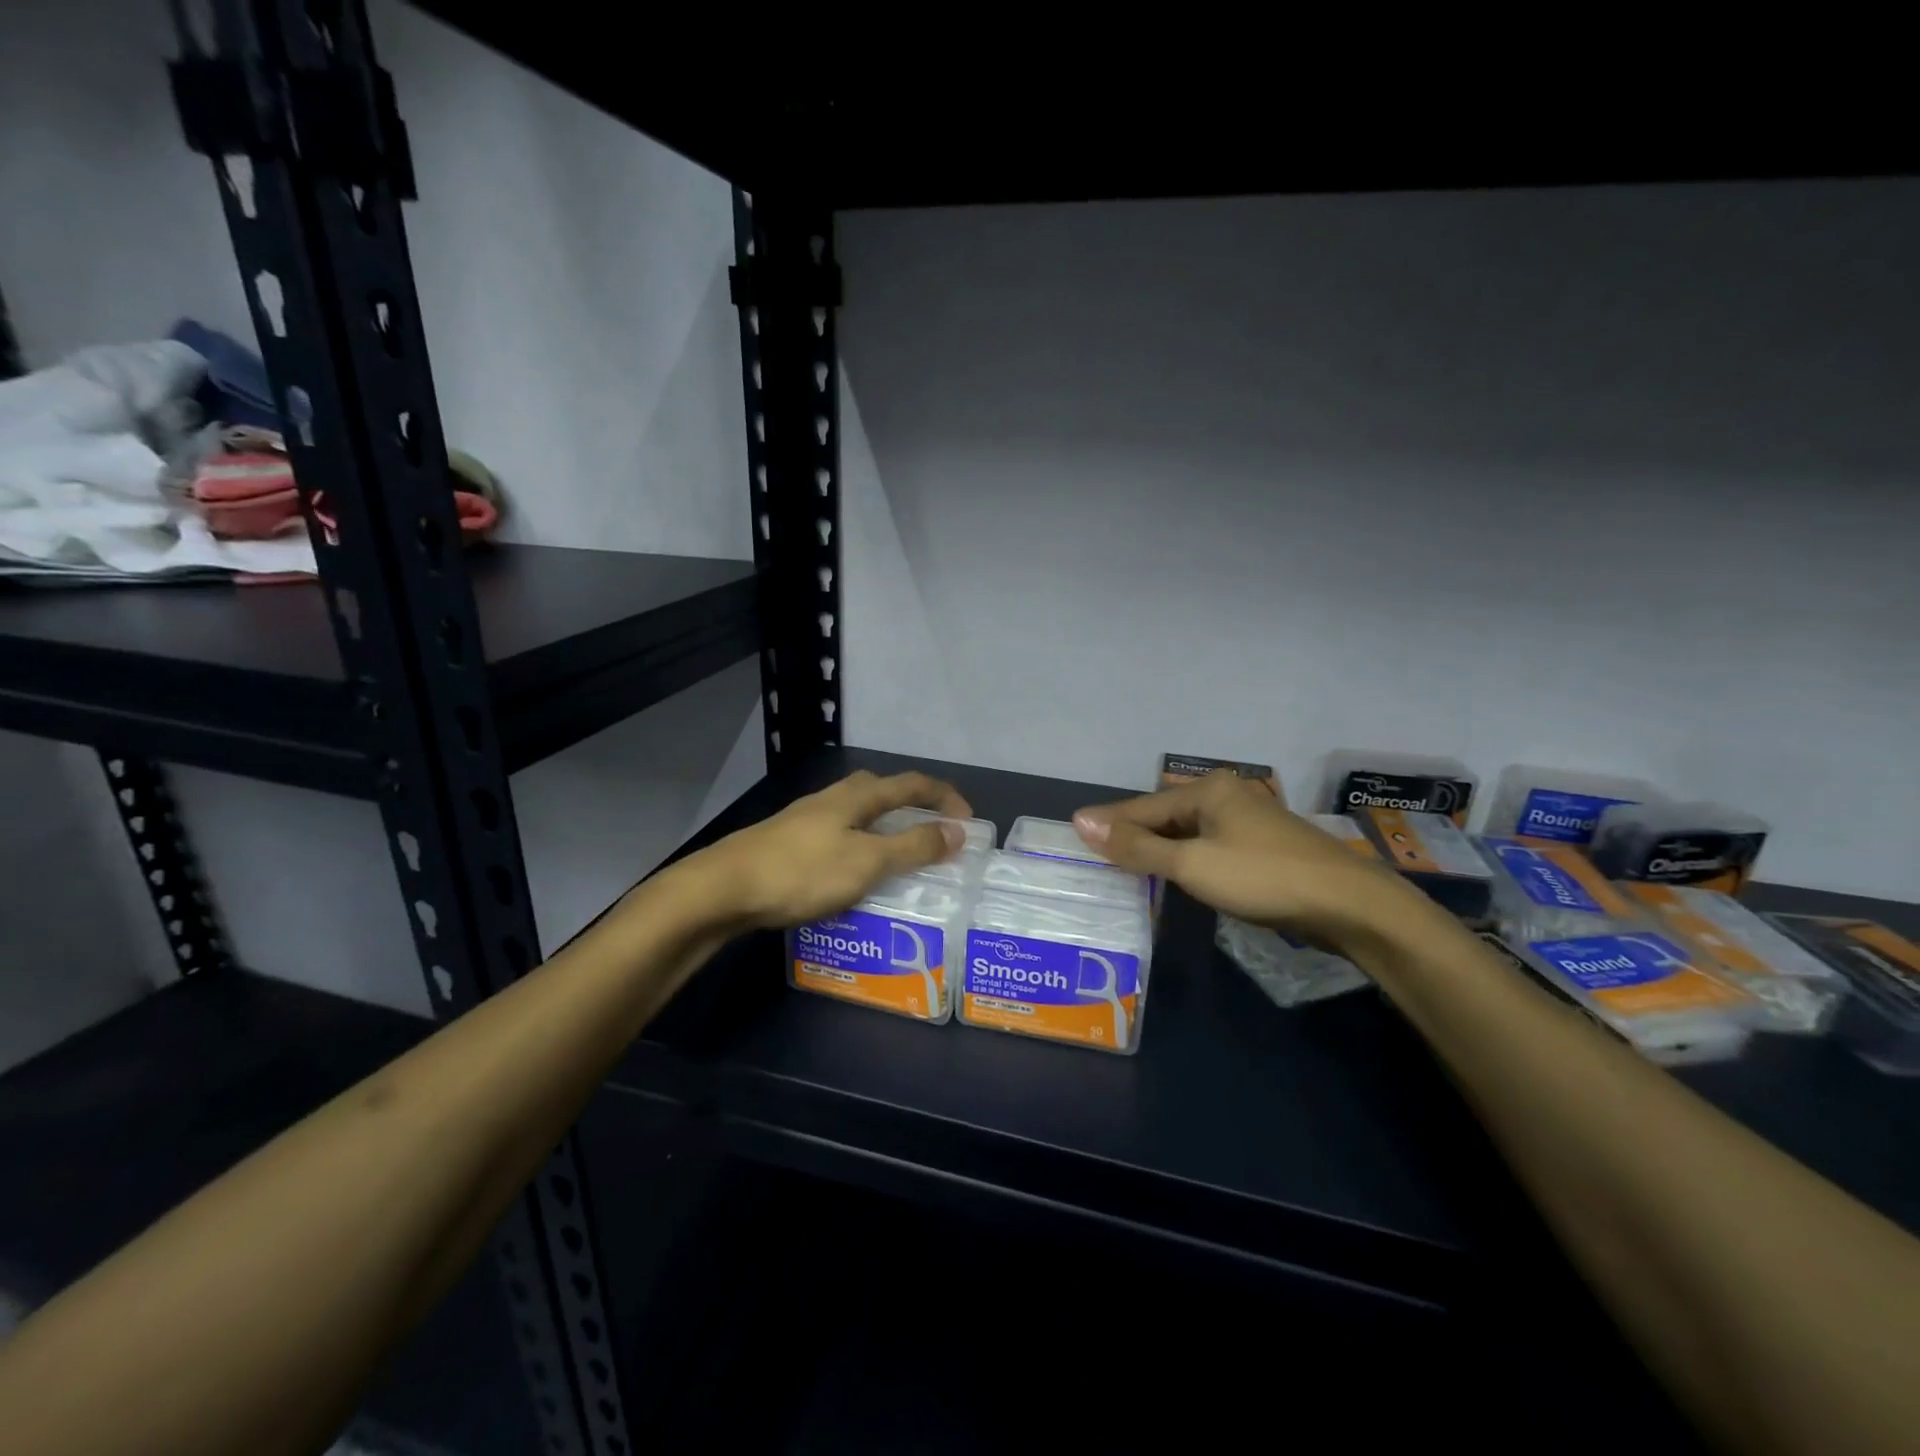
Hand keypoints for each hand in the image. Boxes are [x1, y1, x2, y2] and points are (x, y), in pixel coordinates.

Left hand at [697, 769, 972, 929]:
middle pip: (882, 790)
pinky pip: (839, 835)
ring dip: (885, 827)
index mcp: (857, 797)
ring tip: (897, 857)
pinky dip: (860, 846)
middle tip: (931, 833)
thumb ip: (913, 846)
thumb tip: (957, 831)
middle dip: (912, 805)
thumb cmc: (802, 872)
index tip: (968, 822)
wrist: (724, 887)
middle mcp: (833, 798)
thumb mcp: (867, 862)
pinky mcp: (789, 841)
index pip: (912, 784)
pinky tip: (853, 873)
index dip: (944, 797)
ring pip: (858, 813)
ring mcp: (807, 818)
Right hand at [1072, 771, 1414, 948]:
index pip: (1143, 806)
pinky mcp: (1262, 846)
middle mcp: (1227, 795)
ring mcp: (1248, 821)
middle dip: (1134, 837)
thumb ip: (1136, 846)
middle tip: (1098, 858)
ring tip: (1126, 869)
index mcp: (1209, 789)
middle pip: (1166, 816)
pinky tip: (1175, 876)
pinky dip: (1186, 859)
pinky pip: (1209, 846)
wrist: (1349, 904)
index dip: (1109, 823)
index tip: (1074, 833)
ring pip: (1188, 832)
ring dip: (1159, 850)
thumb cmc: (1263, 877)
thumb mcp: (1192, 865)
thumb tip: (1081, 821)